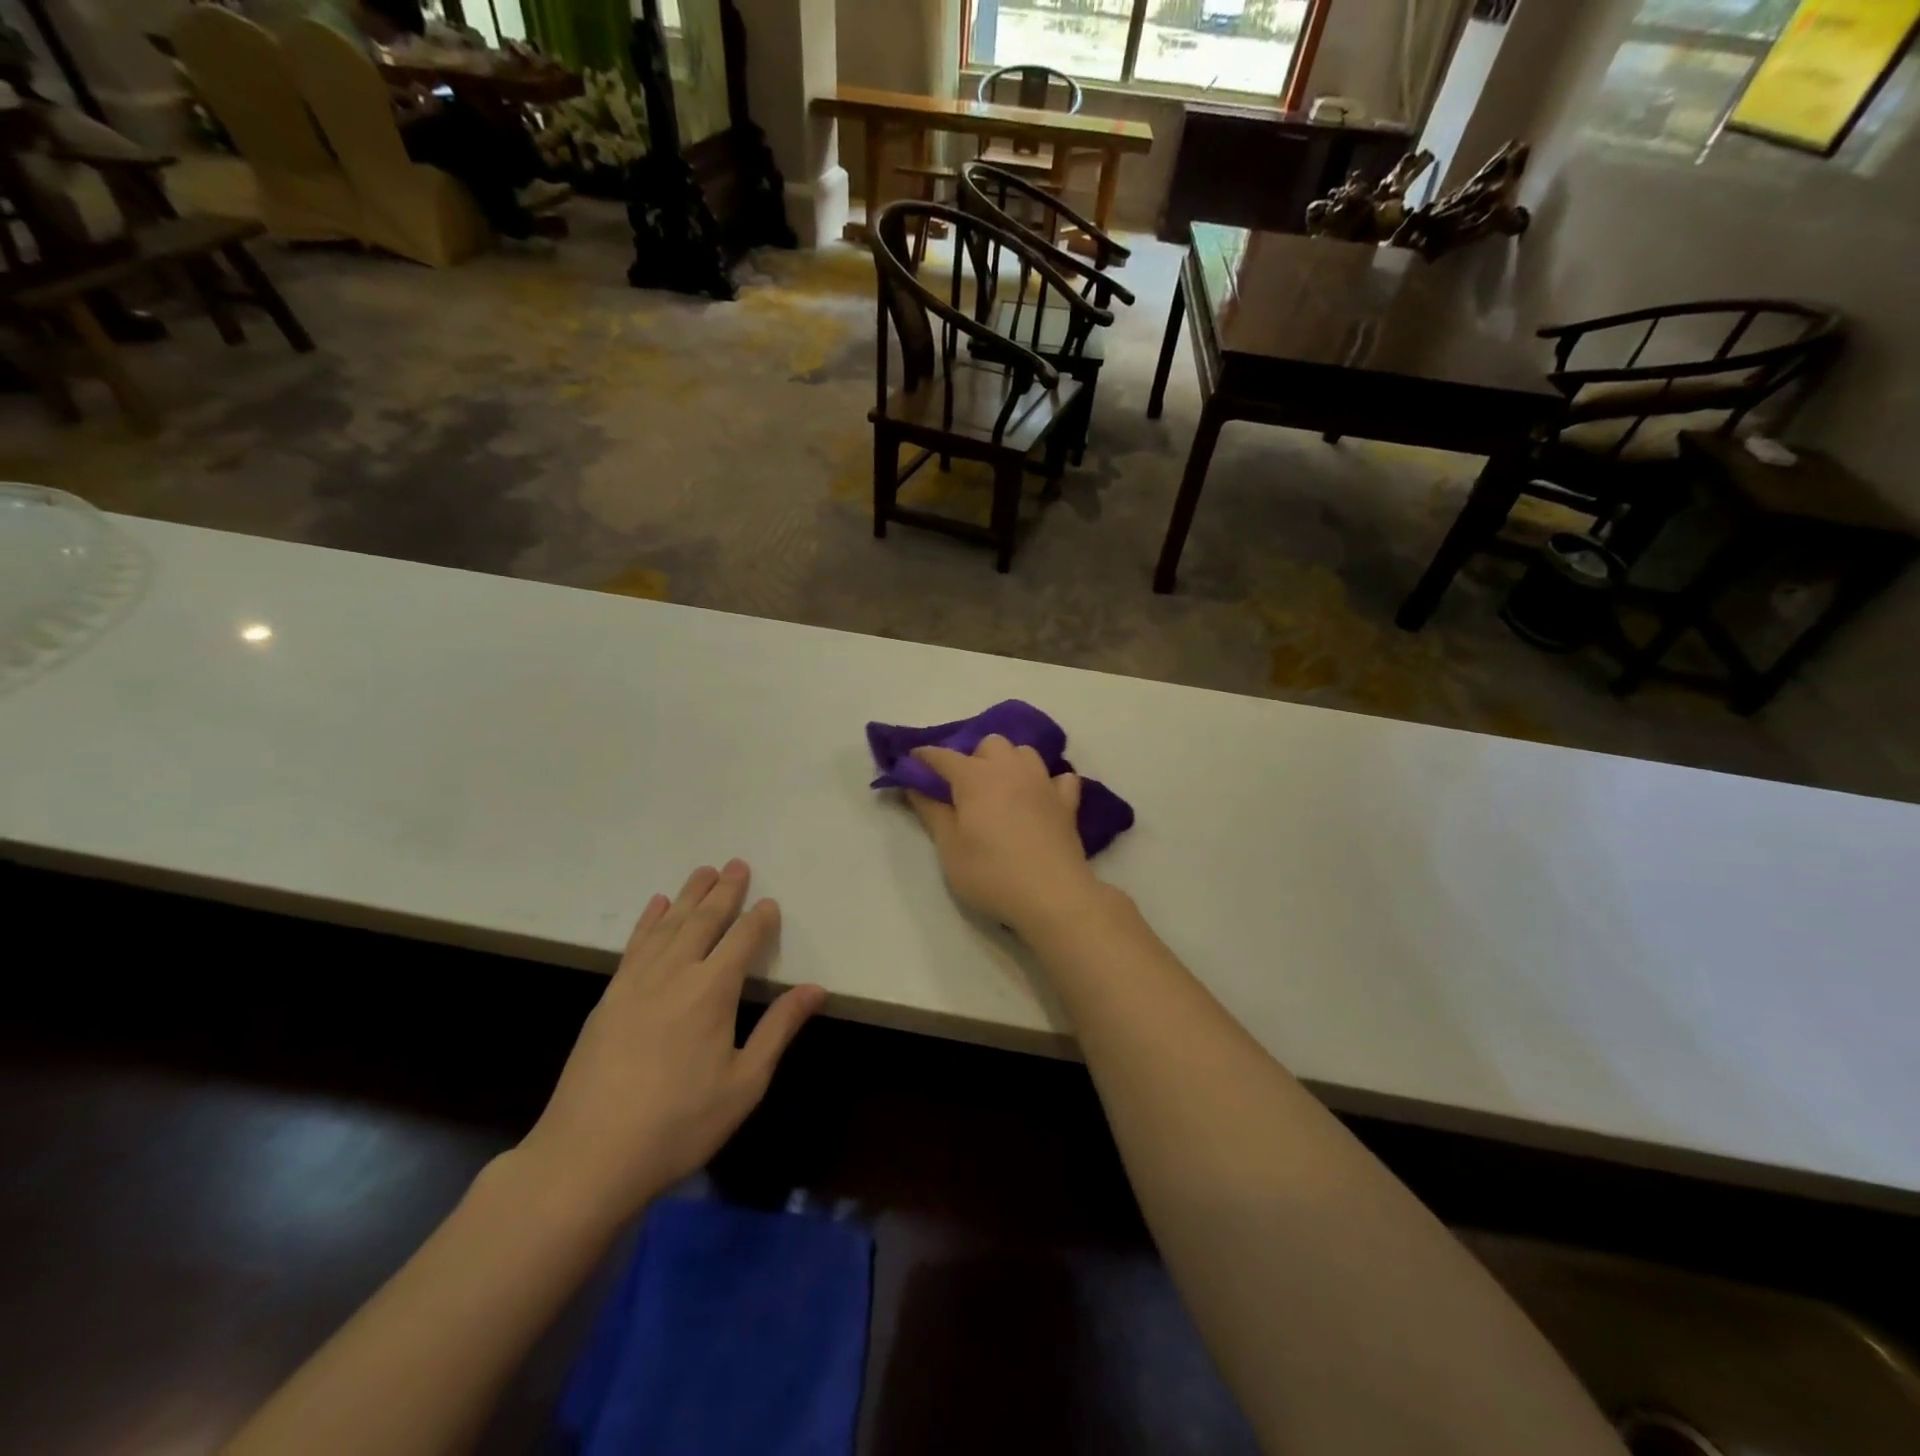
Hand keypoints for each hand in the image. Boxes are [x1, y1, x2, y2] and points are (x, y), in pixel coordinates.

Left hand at [514, 861, 823, 1226]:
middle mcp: (674, 974)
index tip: (769, 903)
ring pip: (668, 925)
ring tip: (704, 871)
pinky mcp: (609, 998)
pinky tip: (656, 906)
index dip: (759, 919)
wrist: (586, 1157)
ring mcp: (635, 983)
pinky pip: (634, 945)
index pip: (742, 940)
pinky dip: (648, 920)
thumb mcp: (744, 1083)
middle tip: (737, 864)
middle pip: (704, 921)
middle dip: (724, 891)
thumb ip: (779, 1029)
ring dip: (689, 896)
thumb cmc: (678, 1125)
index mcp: (711, 991)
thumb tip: (816, 989)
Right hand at [907, 735, 1102, 933]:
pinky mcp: (1067, 803)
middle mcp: (1010, 769)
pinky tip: (1041, 799)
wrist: (1052, 896)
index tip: (911, 763)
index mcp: (975, 777)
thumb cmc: (991, 873)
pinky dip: (1048, 783)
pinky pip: (1060, 778)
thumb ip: (932, 812)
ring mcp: (1043, 783)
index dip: (924, 757)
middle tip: (964, 788)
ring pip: (1025, 752)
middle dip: (974, 756)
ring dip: (1010, 762)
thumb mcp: (949, 848)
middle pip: (990, 743)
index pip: (943, 756)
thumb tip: (915, 786)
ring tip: (1002, 789)